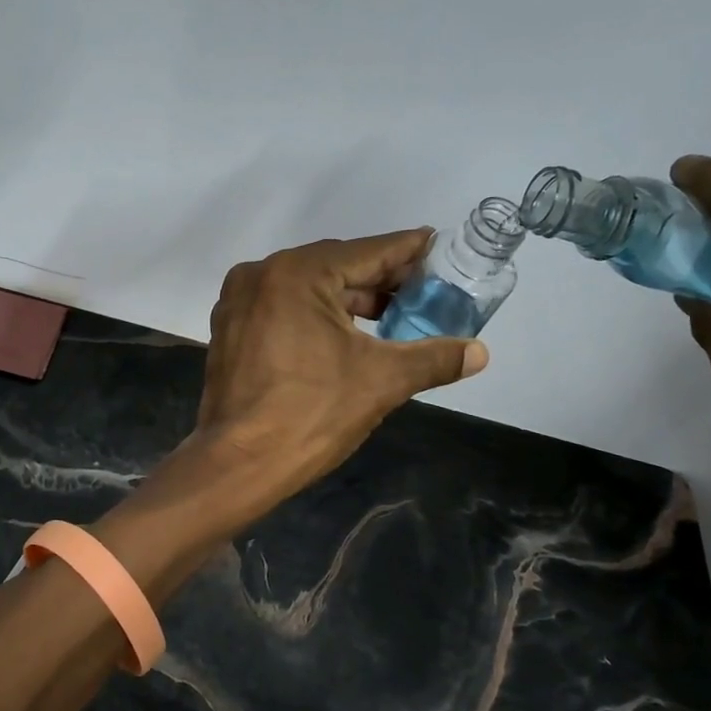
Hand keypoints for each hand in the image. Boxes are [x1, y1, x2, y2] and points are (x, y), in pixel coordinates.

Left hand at [195, 230, 488, 500]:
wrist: (239, 464)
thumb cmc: (311, 414)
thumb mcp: (381, 381)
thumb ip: (433, 358)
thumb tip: (480, 352)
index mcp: (297, 274)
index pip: (367, 252)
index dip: (407, 251)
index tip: (437, 246)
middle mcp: (261, 274)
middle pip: (335, 266)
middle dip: (379, 278)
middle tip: (421, 289)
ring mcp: (239, 301)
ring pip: (307, 287)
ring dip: (348, 298)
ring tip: (391, 314)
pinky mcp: (230, 328)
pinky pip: (283, 306)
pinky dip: (315, 313)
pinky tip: (344, 333)